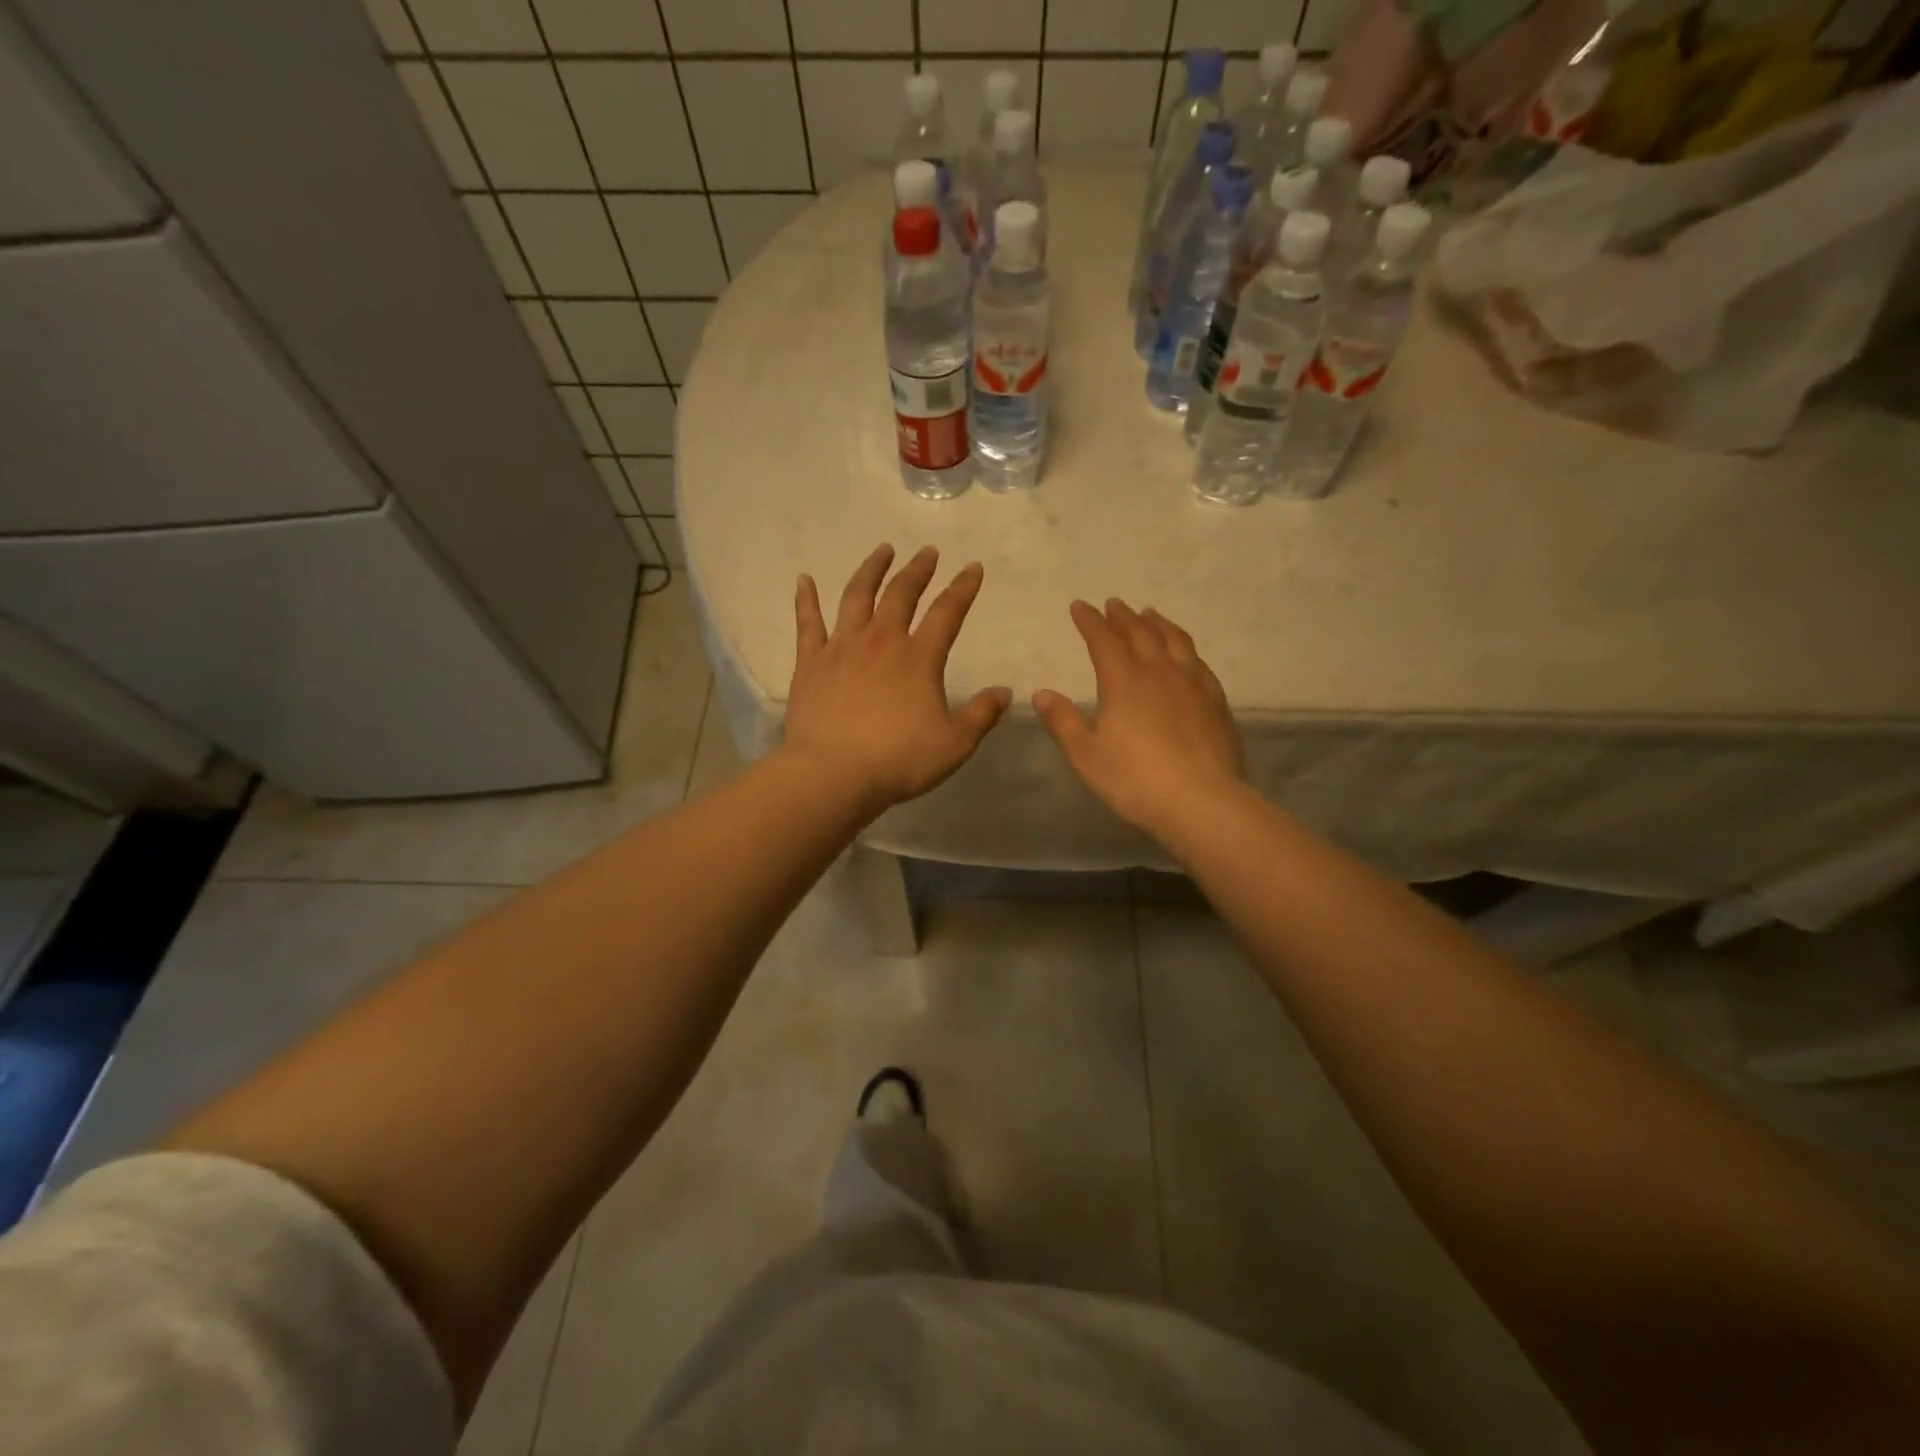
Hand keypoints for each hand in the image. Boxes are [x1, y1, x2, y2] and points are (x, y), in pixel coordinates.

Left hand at [784, 544, 1011, 816]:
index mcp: (919, 658)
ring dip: (871, 570)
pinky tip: (804, 580)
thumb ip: (981, 714)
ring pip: (857, 596)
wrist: (833, 774)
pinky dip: (805, 599)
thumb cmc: (899, 760)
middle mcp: (881, 641)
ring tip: (882, 551)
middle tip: (927, 552)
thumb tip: (1004, 691)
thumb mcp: (954, 744)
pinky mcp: (810, 663)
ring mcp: (842, 648)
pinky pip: (808, 623)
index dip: (963, 588)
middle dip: (918, 570)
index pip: (948, 612)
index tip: (973, 567)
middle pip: (902, 594)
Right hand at [1034, 599, 1244, 841]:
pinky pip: (1198, 660)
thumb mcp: (1086, 755)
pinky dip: (1184, 646)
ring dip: (1157, 623)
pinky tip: (1184, 653)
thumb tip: (1041, 693)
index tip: (1079, 606)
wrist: (1201, 801)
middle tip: (1113, 603)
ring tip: (1150, 614)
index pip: (1103, 640)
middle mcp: (1159, 671)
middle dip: (1122, 616)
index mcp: (1123, 681)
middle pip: (1139, 632)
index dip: (1090, 621)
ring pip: (1174, 640)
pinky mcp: (1215, 699)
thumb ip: (1063, 721)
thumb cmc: (1135, 780)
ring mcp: (1192, 683)